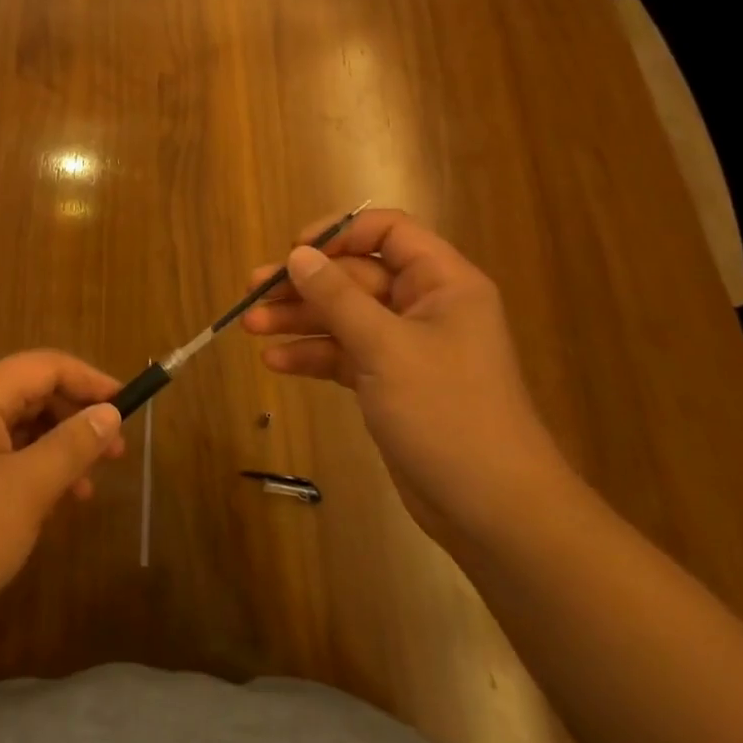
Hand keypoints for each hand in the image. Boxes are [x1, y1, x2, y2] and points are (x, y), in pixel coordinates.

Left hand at [0, 351, 125, 644]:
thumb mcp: (27, 490)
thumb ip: (72, 445)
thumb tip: (110, 411)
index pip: (46, 366)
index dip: (91, 380)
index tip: (130, 406)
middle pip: (32, 392)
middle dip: (77, 417)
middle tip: (115, 452)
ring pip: (19, 427)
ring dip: (57, 448)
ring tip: (87, 488)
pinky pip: (1, 454)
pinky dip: (32, 469)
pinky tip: (50, 504)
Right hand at [240, 209, 572, 543]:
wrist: (492, 511)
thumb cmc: (446, 412)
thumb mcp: (385, 347)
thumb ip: (337, 297)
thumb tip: (298, 255)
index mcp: (441, 283)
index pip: (389, 231)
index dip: (341, 232)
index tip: (296, 250)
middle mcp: (424, 306)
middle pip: (355, 276)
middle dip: (304, 285)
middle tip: (253, 290)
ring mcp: (405, 346)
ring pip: (343, 316)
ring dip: (298, 320)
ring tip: (250, 325)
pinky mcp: (389, 382)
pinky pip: (344, 354)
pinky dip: (312, 355)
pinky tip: (275, 361)